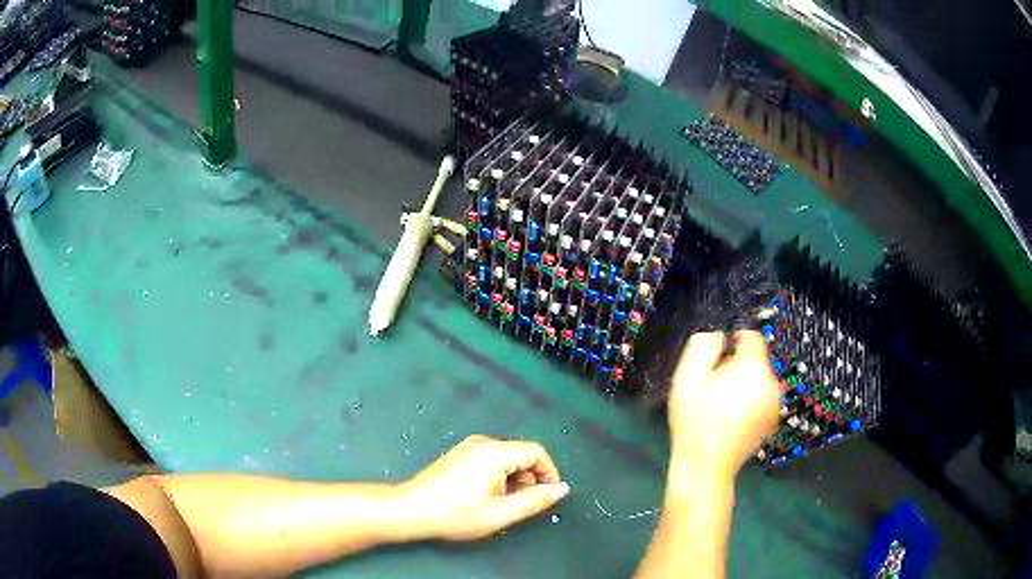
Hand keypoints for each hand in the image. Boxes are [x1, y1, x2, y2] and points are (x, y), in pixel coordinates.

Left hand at [398, 435, 569, 540]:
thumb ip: (535, 500)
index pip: (536, 452)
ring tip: (504, 504)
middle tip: (524, 504)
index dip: (549, 472)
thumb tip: (561, 488)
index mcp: (494, 452)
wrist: (411, 510)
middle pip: (521, 453)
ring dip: (514, 479)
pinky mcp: (459, 455)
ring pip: (506, 458)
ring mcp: (468, 447)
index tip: (549, 495)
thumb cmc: (456, 514)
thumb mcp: (500, 513)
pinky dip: (499, 476)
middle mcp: (482, 443)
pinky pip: (491, 460)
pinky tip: (488, 497)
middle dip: (530, 478)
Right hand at [668, 331, 778, 479]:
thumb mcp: (687, 377)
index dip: (735, 340)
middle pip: (756, 360)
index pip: (753, 337)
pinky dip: (750, 401)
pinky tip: (732, 419)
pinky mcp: (772, 421)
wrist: (706, 466)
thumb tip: (719, 336)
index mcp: (752, 368)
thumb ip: (704, 346)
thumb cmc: (693, 421)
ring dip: (744, 383)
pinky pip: (762, 399)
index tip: (718, 356)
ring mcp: (774, 404)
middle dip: (737, 365)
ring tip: (721, 404)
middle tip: (713, 385)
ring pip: (759, 380)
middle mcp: (771, 382)